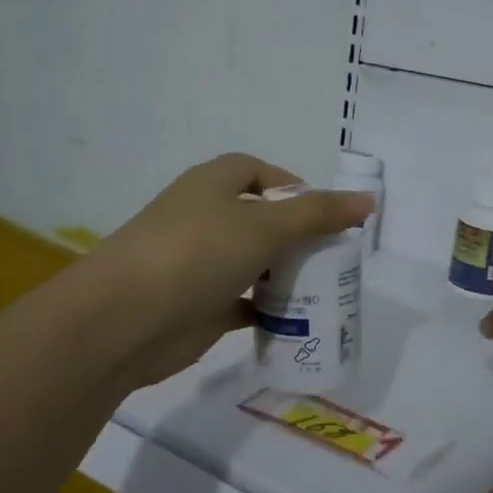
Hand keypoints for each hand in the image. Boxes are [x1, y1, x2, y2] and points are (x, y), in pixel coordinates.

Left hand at [85, 153, 373, 388]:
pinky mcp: (199, 305)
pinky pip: (243, 302)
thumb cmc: (196, 254)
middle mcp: (204, 218)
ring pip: (252, 262)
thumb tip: (368, 200)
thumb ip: (318, 213)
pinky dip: (267, 310)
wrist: (123, 320)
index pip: (257, 171)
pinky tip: (296, 321)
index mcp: (212, 185)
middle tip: (333, 257)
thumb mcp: (264, 226)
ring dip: (284, 274)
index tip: (324, 214)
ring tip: (323, 289)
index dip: (291, 186)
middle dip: (296, 236)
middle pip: (259, 219)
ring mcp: (199, 264)